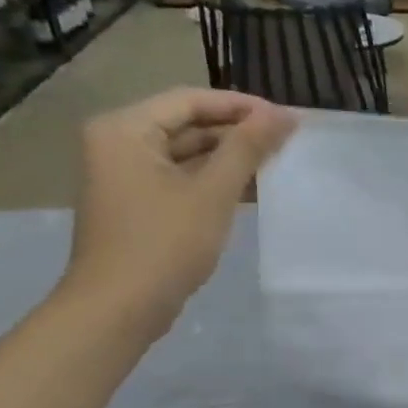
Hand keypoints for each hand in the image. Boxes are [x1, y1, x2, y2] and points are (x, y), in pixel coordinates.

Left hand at [62, 89, 295, 336]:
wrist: (120, 307)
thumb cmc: (164, 243)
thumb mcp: (213, 191)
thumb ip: (247, 148)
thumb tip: (282, 114)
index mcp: (125, 129)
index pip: (191, 100)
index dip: (242, 106)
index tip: (288, 118)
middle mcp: (119, 143)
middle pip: (188, 123)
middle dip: (238, 131)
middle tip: (288, 140)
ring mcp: (126, 174)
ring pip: (188, 152)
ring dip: (231, 156)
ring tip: (278, 161)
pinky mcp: (138, 202)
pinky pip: (182, 176)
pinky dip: (215, 178)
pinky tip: (253, 188)